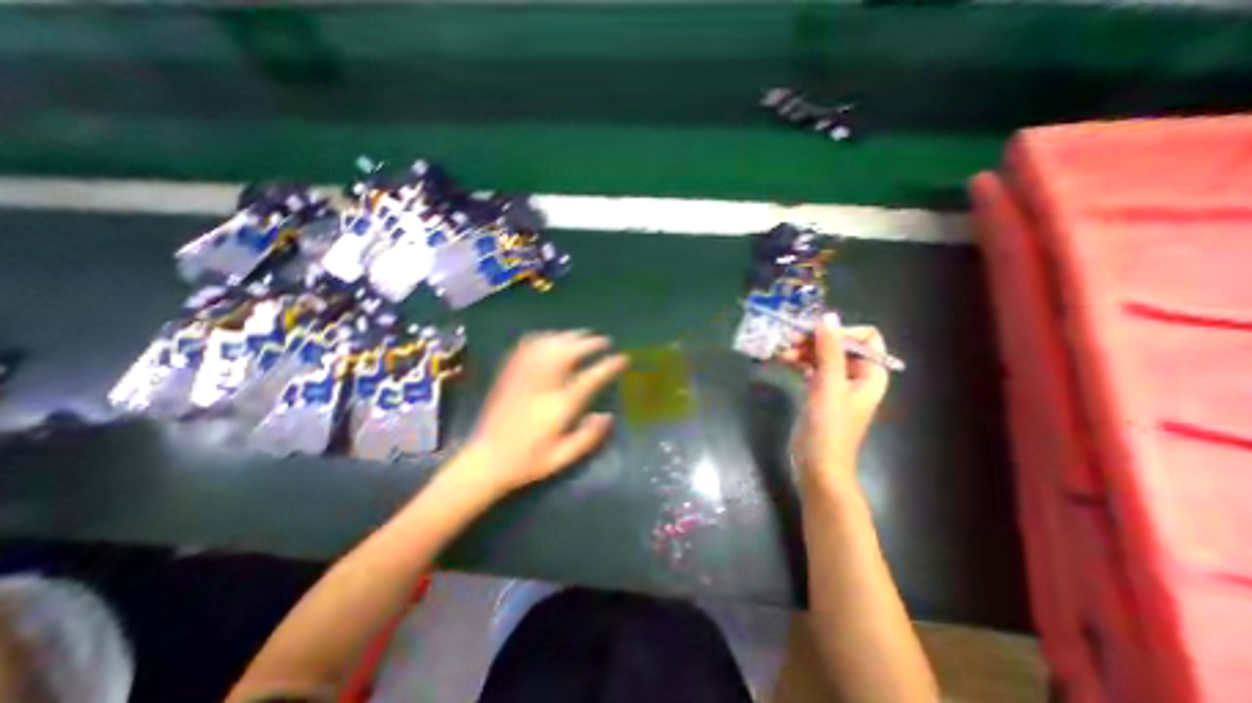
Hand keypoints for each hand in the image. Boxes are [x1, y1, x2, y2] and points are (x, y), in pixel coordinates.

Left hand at [465, 332, 631, 495]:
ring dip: (568, 337)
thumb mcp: (562, 458)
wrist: (485, 461)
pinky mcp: (509, 375)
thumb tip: (608, 416)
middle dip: (589, 343)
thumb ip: (588, 437)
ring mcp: (524, 377)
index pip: (590, 378)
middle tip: (604, 341)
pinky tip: (551, 338)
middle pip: (569, 353)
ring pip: (548, 346)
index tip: (623, 358)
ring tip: (582, 335)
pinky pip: (526, 348)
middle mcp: (542, 386)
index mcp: (559, 406)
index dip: (609, 365)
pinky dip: (542, 338)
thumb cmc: (527, 462)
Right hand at [791, 313, 887, 493]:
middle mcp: (857, 375)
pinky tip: (782, 360)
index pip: (865, 338)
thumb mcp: (829, 385)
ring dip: (803, 351)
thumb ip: (829, 350)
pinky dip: (798, 362)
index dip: (841, 332)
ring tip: (781, 352)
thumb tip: (828, 316)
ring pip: (822, 355)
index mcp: (871, 373)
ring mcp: (836, 384)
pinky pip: (811, 368)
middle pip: (839, 345)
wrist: (817, 464)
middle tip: (789, 339)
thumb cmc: (829, 426)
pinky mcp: (819, 391)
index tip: (815, 335)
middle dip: (815, 340)